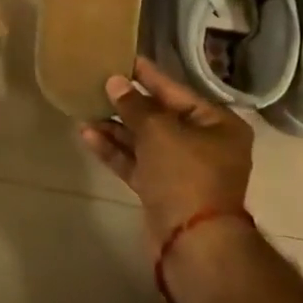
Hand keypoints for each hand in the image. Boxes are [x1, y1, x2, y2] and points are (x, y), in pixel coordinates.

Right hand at [79, 58, 253, 245]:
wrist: (192, 245)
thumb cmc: (185, 174)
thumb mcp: (158, 131)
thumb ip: (134, 105)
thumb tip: (115, 82)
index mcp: (217, 124)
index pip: (177, 91)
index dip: (148, 75)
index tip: (124, 57)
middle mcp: (204, 145)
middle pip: (160, 116)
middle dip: (127, 103)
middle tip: (97, 82)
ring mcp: (182, 170)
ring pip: (144, 141)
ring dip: (116, 127)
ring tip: (84, 108)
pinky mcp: (162, 191)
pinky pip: (137, 163)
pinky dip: (115, 150)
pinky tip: (88, 135)